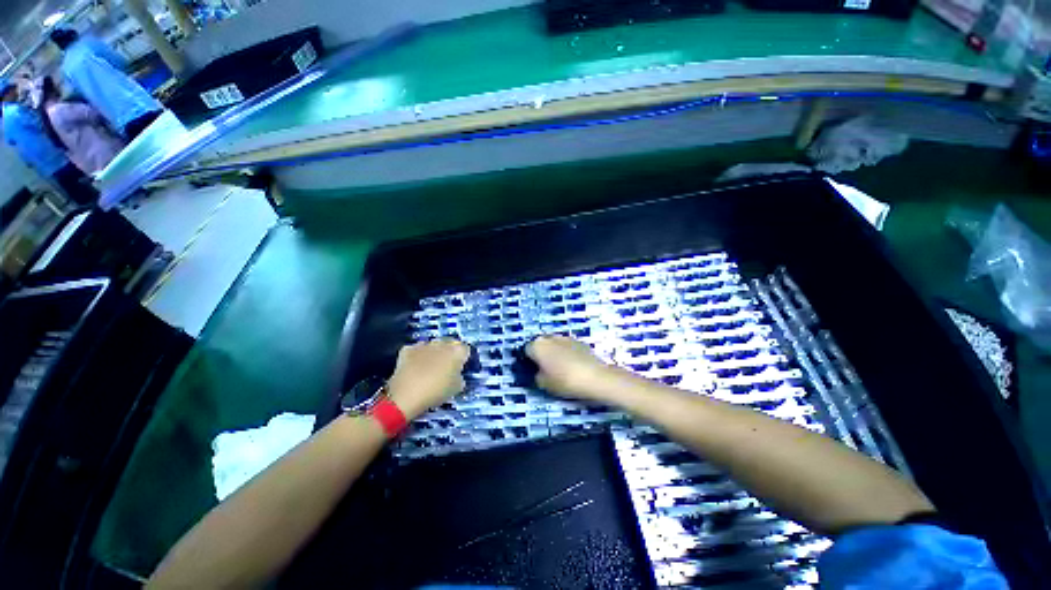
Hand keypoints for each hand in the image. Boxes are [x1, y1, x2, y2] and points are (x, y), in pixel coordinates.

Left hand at [387, 340, 470, 419]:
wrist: (406, 396)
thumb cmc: (436, 392)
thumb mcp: (457, 388)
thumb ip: (460, 376)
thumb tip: (456, 374)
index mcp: (457, 351)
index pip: (465, 349)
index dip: (463, 358)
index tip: (460, 367)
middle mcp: (442, 343)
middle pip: (449, 344)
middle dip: (448, 353)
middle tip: (445, 368)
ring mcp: (424, 344)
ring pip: (432, 346)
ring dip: (433, 353)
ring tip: (429, 368)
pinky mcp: (408, 349)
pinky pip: (416, 350)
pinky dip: (416, 356)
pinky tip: (414, 368)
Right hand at [526, 335, 616, 401]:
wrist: (595, 377)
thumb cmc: (565, 381)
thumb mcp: (544, 384)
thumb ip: (536, 376)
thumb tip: (538, 372)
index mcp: (538, 345)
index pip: (527, 350)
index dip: (529, 361)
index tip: (533, 371)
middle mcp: (550, 337)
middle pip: (541, 344)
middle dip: (542, 354)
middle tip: (546, 369)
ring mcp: (566, 337)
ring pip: (555, 345)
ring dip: (555, 353)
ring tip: (561, 369)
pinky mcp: (579, 341)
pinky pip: (568, 347)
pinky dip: (567, 354)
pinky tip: (573, 366)